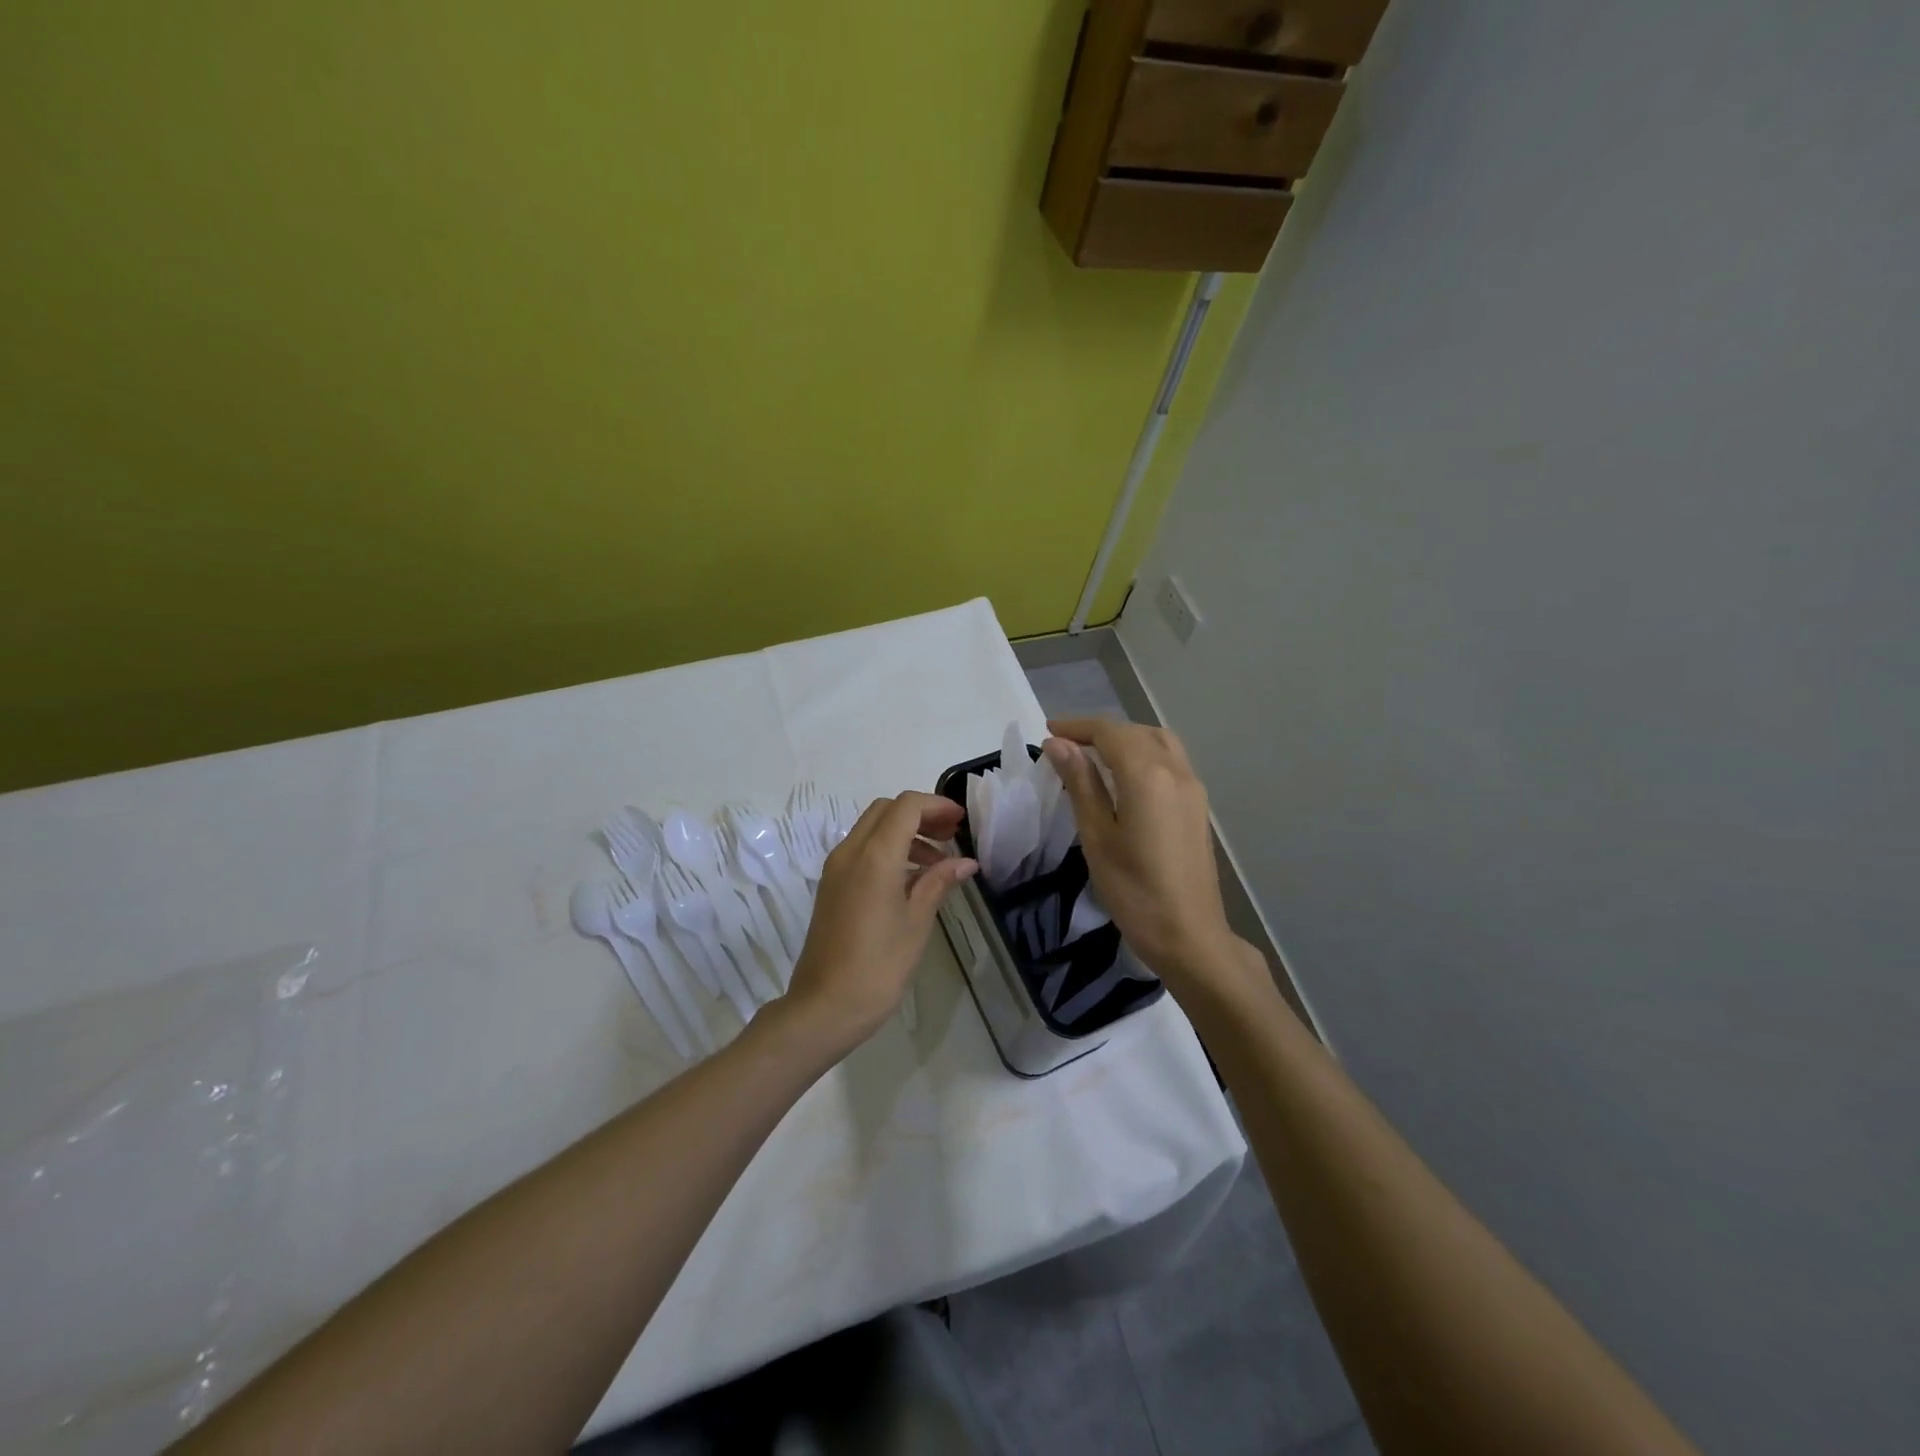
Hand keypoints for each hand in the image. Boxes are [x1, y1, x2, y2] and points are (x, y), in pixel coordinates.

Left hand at [782, 791, 976, 1053]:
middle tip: (950, 836)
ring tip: (938, 863)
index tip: (960, 821)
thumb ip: (939, 882)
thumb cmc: (878, 966)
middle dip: (920, 815)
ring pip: (872, 829)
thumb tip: (965, 862)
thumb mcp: (916, 922)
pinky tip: (912, 880)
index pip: (906, 806)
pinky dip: (888, 850)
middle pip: (886, 810)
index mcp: (874, 856)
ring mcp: (836, 869)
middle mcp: (849, 852)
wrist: (824, 1007)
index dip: (936, 806)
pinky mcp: (831, 886)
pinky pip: (862, 851)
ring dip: (905, 833)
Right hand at [1043, 719, 1258, 996]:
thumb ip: (1081, 783)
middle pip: (1135, 732)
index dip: (1077, 727)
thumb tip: (1059, 745)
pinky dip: (1144, 754)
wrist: (1189, 935)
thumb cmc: (1134, 891)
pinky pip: (1170, 761)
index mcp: (1148, 776)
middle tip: (1066, 744)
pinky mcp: (1198, 805)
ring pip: (1158, 741)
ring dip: (1125, 738)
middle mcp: (1176, 771)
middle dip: (1100, 731)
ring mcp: (1193, 788)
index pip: (1110, 733)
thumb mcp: (1097, 836)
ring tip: (1093, 755)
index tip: (1049, 732)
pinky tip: (1124, 777)